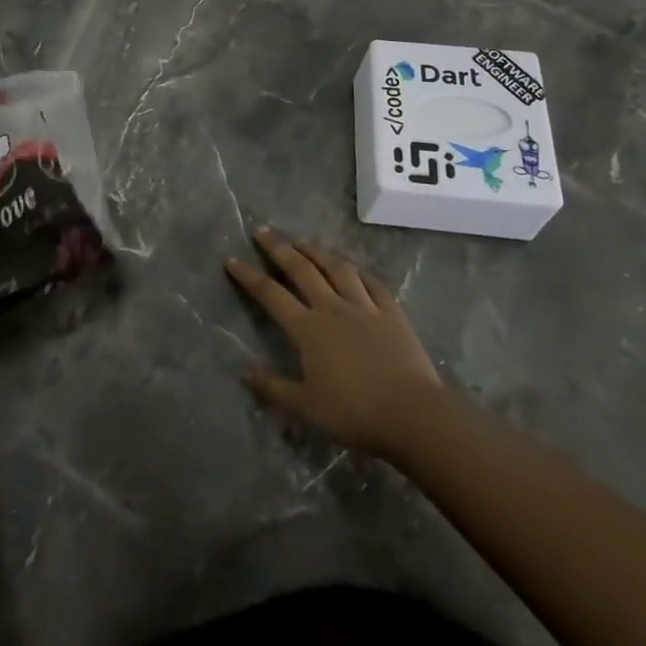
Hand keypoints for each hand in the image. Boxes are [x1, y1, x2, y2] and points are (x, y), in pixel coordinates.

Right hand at [226, 226, 443, 458]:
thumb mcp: (306, 407)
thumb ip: (274, 388)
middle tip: (262, 230)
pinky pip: (372, 284)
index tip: (232, 260)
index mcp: (308, 329)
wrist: (412, 414)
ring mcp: (364, 307)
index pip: (271, 294)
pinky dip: (359, 273)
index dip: (249, 276)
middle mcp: (332, 307)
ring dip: (317, 251)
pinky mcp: (392, 313)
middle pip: (301, 269)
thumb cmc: (354, 413)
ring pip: (337, 268)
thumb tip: (245, 373)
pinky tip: (353, 268)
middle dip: (278, 248)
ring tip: (303, 241)